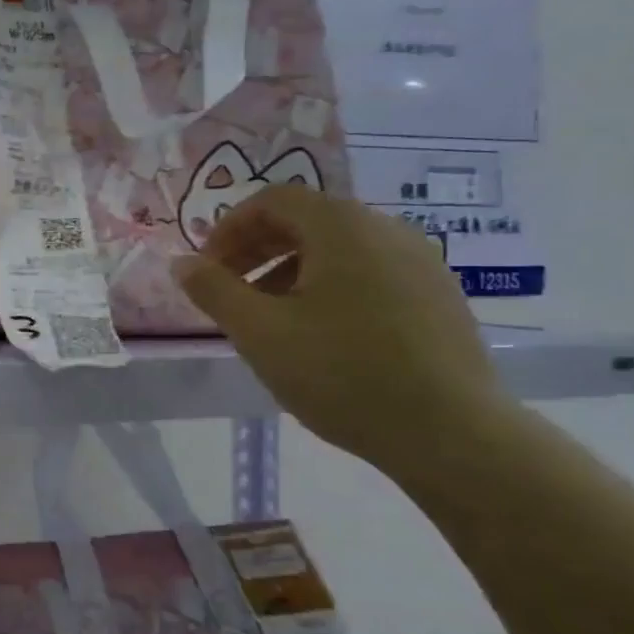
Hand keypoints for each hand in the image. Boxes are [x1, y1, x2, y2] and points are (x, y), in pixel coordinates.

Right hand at [173, 184, 506, 475]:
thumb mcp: (259, 332)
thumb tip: (181, 263)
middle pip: (306, 221)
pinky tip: (323, 337)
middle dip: (257, 251)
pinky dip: (331, 288)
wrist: (452, 433)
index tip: (208, 270)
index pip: (272, 200)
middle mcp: (386, 229)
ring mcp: (421, 262)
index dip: (229, 229)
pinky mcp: (440, 296)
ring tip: (271, 320)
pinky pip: (370, 273)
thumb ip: (213, 290)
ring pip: (339, 250)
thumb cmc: (342, 374)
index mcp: (341, 225)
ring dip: (291, 272)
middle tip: (230, 293)